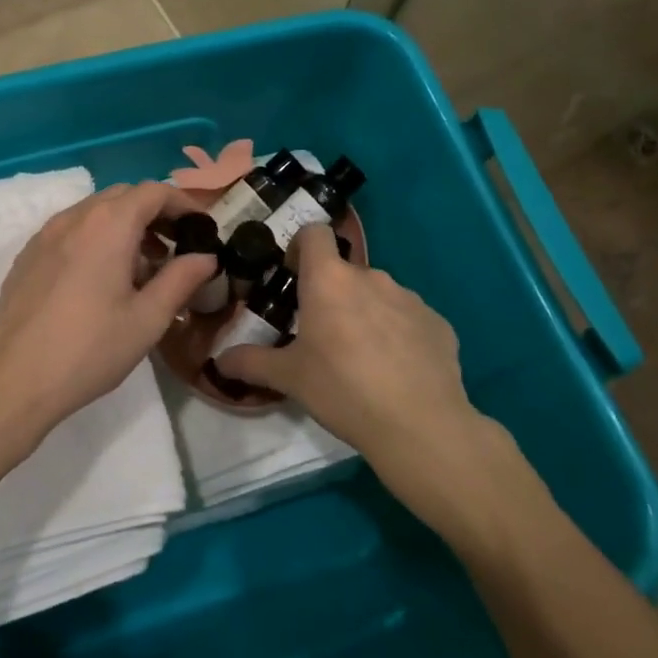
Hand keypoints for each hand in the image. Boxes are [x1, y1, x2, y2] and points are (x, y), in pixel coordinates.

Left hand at [0, 182, 216, 475]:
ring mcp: (45, 235)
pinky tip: (102, 280)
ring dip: (125, 226)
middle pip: (123, 196)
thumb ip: (181, 280)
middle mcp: (74, 218)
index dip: (182, 203)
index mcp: (108, 225)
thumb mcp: (147, 319)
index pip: (153, 191)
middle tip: (176, 247)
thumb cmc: (88, 350)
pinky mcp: (27, 257)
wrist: (11, 381)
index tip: (201, 228)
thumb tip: (205, 257)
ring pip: (94, 212)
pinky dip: (96, 239)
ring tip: (143, 268)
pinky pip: (70, 231)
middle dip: (154, 213)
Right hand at [218, 226, 487, 498]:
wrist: (420, 425)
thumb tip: (219, 361)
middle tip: (321, 333)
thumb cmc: (343, 390)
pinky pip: (408, 319)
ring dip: (365, 313)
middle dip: (331, 294)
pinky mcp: (438, 322)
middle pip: (344, 272)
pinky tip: (395, 371)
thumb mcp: (289, 378)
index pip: (314, 232)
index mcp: (330, 280)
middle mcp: (371, 277)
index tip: (293, 275)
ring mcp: (410, 298)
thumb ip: (251, 362)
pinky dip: (398, 334)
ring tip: (361, 357)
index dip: (301, 246)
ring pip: (378, 295)